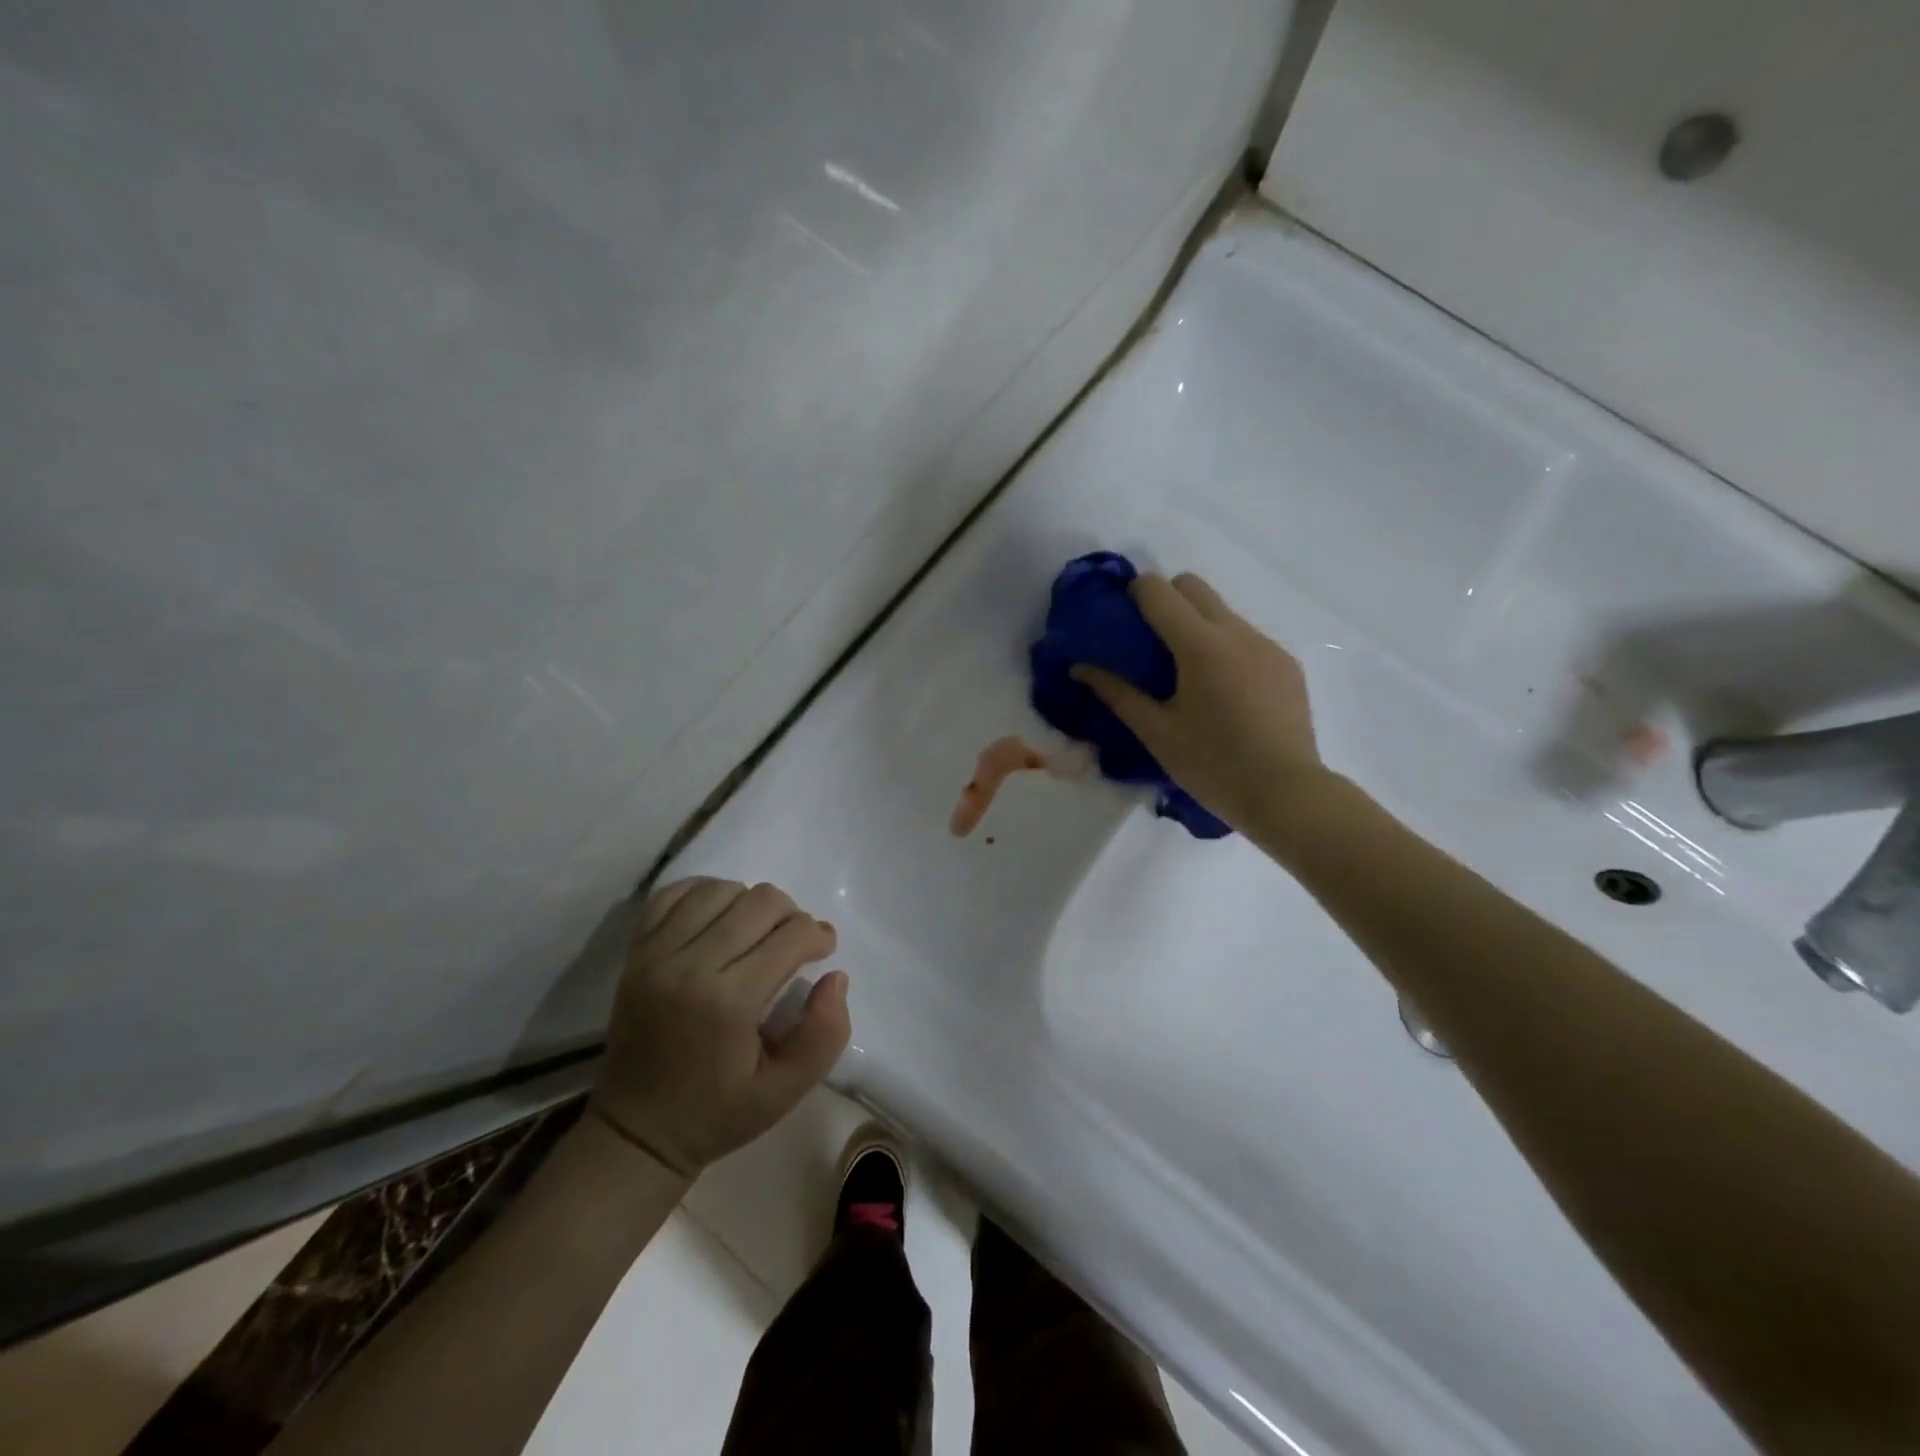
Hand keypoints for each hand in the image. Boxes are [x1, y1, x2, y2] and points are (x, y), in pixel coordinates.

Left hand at [591, 878, 851, 1177]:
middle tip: (795, 943)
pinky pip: (674, 894)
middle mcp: (690, 965)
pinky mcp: (636, 951)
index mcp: (729, 1002)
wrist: (633, 1132)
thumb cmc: (716, 1114)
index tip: (824, 951)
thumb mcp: (785, 1092)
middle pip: (759, 901)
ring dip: (750, 902)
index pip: (791, 935)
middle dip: (792, 915)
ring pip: (720, 889)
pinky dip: (705, 893)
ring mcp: (656, 953)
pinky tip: (721, 916)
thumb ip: (824, 1035)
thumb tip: (835, 977)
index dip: (819, 935)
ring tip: (758, 931)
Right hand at [1072, 571, 1322, 831]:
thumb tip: (1080, 667)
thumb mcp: (1157, 732)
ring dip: (1198, 625)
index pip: (1159, 590)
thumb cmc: (1213, 765)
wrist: (1287, 794)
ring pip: (1222, 611)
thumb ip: (1117, 693)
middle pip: (1193, 586)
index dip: (1134, 593)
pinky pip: (1247, 638)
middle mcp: (1236, 632)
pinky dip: (1226, 649)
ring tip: (1188, 674)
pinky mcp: (1287, 664)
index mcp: (1200, 646)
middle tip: (1151, 643)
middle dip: (1166, 599)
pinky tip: (1224, 694)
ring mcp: (1267, 646)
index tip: (1123, 618)